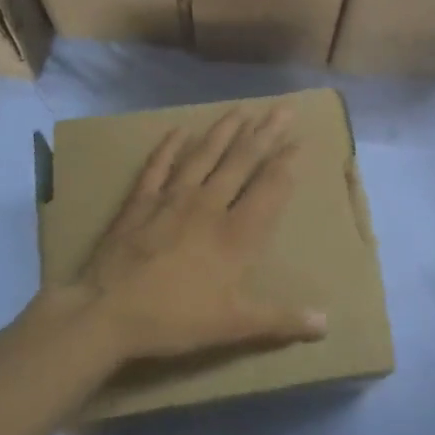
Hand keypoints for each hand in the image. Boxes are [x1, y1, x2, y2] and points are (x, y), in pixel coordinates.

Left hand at [61, 105, 328, 364]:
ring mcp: (171, 199)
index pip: (269, 189)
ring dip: (224, 131)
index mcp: (236, 234)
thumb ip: (281, 320)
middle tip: (281, 109)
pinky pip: (158, 166)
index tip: (299, 141)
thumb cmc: (175, 319)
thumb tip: (327, 323)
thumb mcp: (234, 325)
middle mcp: (209, 205)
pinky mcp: (140, 202)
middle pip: (241, 162)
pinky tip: (178, 131)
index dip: (286, 163)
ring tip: (241, 109)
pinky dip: (168, 147)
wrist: (107, 312)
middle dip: (265, 134)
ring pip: (204, 155)